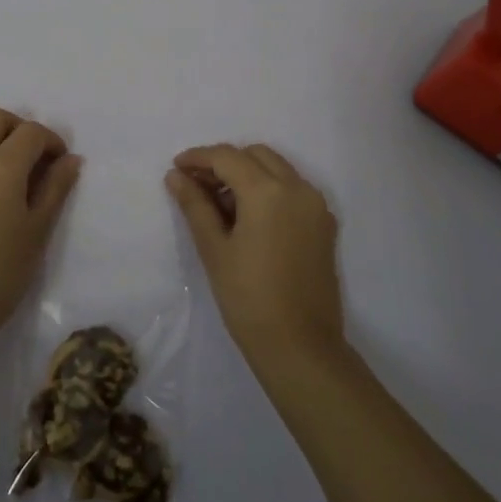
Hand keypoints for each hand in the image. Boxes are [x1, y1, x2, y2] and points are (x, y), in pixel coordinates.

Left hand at [0, 108, 82, 342]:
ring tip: (13, 171)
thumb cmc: (2, 272)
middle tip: (35, 158)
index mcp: (0, 167)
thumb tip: (71, 159)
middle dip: (19, 128)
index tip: (61, 163)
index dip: (51, 140)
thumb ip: (55, 188)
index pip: (30, 132)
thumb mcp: (38, 230)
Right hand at [166, 143, 343, 366]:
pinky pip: (293, 189)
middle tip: (196, 185)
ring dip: (247, 174)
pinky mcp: (324, 224)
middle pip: (255, 155)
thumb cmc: (248, 297)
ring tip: (219, 204)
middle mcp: (298, 188)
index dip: (198, 158)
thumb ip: (195, 205)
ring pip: (277, 169)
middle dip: (224, 162)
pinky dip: (269, 189)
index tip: (176, 168)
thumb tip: (176, 175)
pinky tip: (248, 218)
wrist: (300, 346)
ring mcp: (316, 206)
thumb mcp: (214, 248)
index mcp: (268, 191)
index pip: (227, 157)